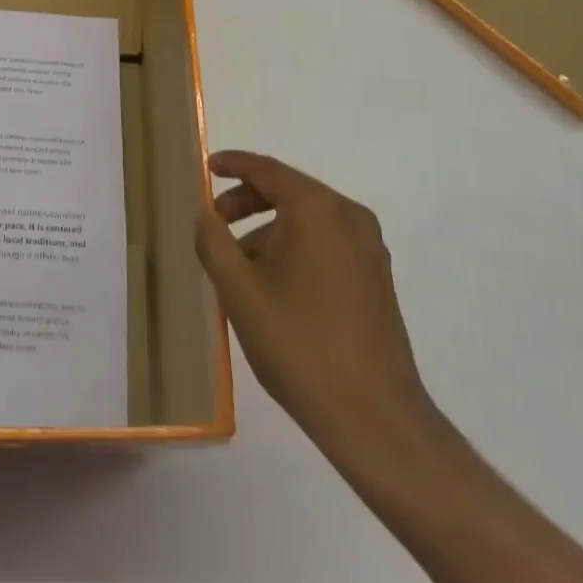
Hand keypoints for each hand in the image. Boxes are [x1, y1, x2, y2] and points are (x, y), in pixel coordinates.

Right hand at [196, 150, 444, 474]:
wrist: (374, 418)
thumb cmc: (298, 344)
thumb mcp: (238, 290)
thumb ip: (213, 241)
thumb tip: (205, 214)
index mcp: (317, 209)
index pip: (267, 170)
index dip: (233, 164)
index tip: (207, 167)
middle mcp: (348, 217)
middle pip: (289, 192)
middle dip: (247, 201)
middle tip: (214, 222)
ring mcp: (369, 248)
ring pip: (308, 220)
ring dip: (269, 229)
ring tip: (238, 266)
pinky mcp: (376, 278)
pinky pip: (326, 243)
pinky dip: (295, 247)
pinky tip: (272, 285)